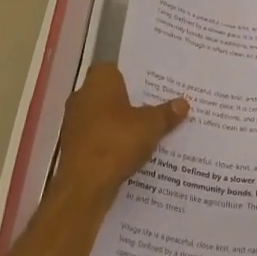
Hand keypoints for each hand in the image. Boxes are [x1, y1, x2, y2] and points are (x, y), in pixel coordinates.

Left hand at [52, 65, 186, 206]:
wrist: (84, 186)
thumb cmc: (116, 142)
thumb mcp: (150, 126)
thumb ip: (166, 113)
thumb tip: (183, 103)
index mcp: (98, 81)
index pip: (116, 69)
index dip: (134, 77)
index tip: (153, 86)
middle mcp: (82, 97)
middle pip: (110, 94)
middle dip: (130, 102)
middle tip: (156, 108)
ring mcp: (74, 123)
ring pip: (104, 118)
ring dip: (120, 125)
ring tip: (148, 132)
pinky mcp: (73, 148)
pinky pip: (98, 139)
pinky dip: (111, 143)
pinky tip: (131, 153)